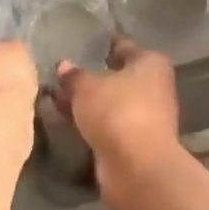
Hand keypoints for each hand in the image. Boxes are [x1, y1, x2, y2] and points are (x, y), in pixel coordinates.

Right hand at [54, 37, 179, 175]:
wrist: (137, 167)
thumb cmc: (117, 112)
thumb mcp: (87, 87)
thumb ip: (74, 75)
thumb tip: (64, 66)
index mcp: (150, 63)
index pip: (123, 45)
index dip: (102, 43)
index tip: (81, 42)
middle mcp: (153, 86)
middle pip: (117, 75)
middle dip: (91, 76)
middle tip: (60, 73)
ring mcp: (146, 116)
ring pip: (111, 102)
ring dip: (88, 101)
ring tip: (55, 97)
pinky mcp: (135, 141)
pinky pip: (108, 123)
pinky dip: (91, 121)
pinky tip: (66, 119)